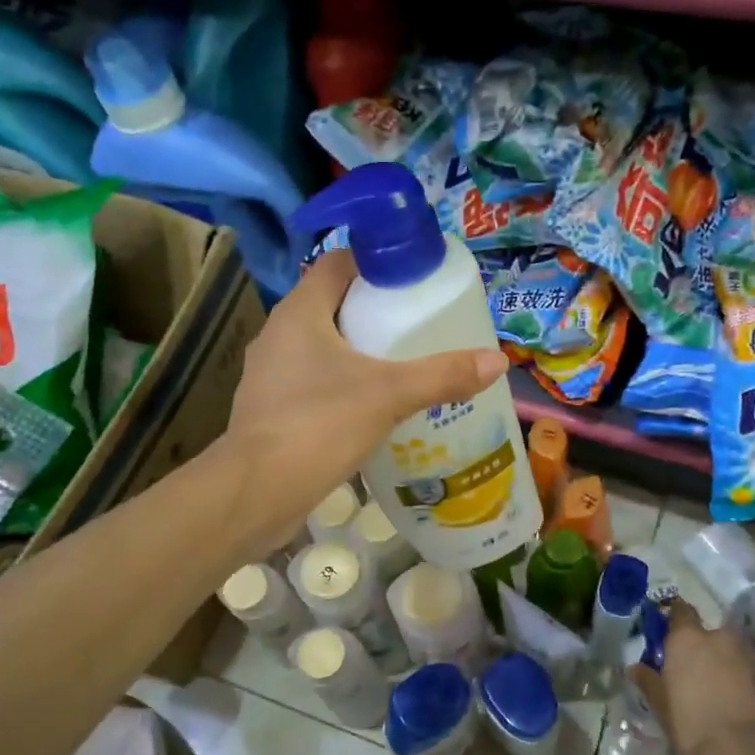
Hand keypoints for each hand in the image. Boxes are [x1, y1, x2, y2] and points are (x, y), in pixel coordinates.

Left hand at [219, 250, 508, 558]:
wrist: (256, 491)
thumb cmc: (319, 425)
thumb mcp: (389, 395)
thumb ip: (442, 376)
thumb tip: (498, 361)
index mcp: (300, 312)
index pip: (337, 264)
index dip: (375, 263)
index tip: (413, 280)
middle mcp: (278, 334)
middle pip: (332, 305)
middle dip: (374, 311)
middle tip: (419, 325)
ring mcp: (270, 373)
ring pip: (321, 347)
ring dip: (357, 351)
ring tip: (402, 365)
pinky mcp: (271, 408)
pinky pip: (313, 382)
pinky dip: (341, 384)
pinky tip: (371, 407)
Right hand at [635, 598, 754, 754]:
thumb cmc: (696, 729)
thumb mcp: (663, 709)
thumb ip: (649, 682)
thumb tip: (635, 667)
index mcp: (688, 640)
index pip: (680, 611)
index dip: (675, 619)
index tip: (670, 633)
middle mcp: (722, 637)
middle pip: (711, 634)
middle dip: (705, 649)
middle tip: (698, 674)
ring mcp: (753, 655)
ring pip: (736, 652)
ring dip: (730, 664)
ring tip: (725, 691)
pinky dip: (751, 680)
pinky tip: (747, 703)